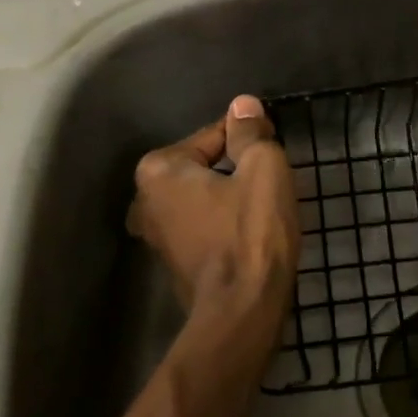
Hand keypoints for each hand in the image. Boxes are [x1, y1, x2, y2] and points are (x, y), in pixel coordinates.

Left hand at [128, 95, 299, 319]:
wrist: (243, 310)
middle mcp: (145, 200)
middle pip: (204, 168)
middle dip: (235, 170)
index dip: (248, 140)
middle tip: (270, 182)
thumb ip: (249, 131)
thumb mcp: (262, 167)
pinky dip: (223, 224)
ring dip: (230, 198)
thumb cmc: (252, 231)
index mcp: (158, 170)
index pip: (212, 136)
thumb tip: (243, 106)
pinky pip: (203, 226)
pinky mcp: (174, 264)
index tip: (273, 149)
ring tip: (264, 209)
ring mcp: (156, 237)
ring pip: (203, 198)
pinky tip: (248, 236)